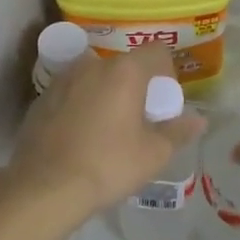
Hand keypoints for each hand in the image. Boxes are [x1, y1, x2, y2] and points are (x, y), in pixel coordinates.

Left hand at [7, 43, 205, 215]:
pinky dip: (80, 106)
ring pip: (94, 78)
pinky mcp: (40, 100)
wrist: (44, 188)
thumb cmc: (108, 165)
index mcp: (124, 71)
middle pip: (123, 65)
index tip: (163, 101)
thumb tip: (199, 121)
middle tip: (138, 118)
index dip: (166, 72)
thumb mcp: (154, 154)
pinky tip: (80, 137)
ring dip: (105, 93)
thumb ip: (178, 132)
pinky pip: (70, 94)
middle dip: (134, 85)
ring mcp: (61, 80)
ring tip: (107, 127)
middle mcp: (92, 65)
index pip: (156, 52)